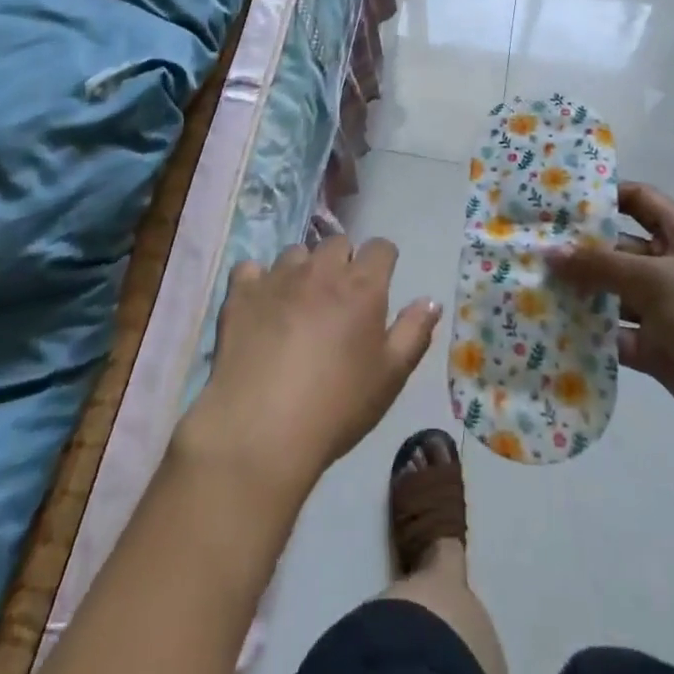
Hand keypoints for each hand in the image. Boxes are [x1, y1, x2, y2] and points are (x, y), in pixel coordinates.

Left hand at [176, 238, 441, 496]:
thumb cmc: (336, 407)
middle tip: (339, 300)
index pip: (381, 248)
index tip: (379, 283)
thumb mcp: (390, 377)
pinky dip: (258, 281)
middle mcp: (321, 269)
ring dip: (302, 270)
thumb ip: (414, 333)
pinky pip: (251, 268)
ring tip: (298, 304)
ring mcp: (278, 276)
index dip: (383, 262)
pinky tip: (259, 305)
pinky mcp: (241, 291)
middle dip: (343, 262)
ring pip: (296, 253)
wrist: (260, 429)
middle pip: (338, 243)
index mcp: (362, 286)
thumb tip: (431, 300)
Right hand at [549, 182, 673, 458]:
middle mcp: (672, 268)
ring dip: (582, 292)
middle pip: (620, 249)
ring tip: (532, 285)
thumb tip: (551, 252)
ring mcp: (665, 311)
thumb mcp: (657, 280)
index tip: (562, 200)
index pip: (640, 200)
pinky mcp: (659, 350)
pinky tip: (555, 328)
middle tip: (532, 246)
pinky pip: (618, 335)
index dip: (606, 196)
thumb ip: (601, 266)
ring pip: (614, 294)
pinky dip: (592, 334)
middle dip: (581, 249)